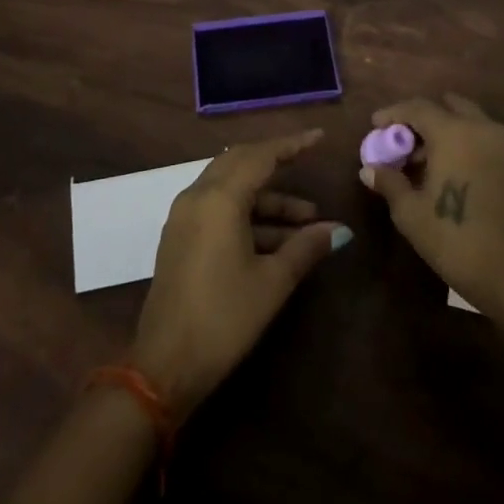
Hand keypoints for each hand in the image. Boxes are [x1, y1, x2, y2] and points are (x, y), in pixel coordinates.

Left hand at [131, 128, 349, 418]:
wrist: (165, 366)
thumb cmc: (224, 318)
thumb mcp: (272, 282)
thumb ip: (305, 248)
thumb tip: (338, 230)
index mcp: (219, 199)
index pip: (260, 156)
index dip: (292, 145)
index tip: (319, 138)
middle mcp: (197, 197)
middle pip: (241, 164)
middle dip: (276, 165)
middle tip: (308, 165)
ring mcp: (185, 218)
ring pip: (231, 189)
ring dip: (267, 199)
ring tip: (307, 222)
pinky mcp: (181, 238)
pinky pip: (218, 209)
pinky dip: (248, 215)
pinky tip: (278, 240)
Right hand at [361, 94, 503, 319]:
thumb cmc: (455, 239)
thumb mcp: (410, 213)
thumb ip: (389, 182)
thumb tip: (369, 169)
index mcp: (454, 132)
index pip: (418, 108)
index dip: (393, 113)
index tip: (375, 126)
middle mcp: (481, 129)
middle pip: (447, 106)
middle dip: (422, 118)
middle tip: (402, 141)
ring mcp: (503, 145)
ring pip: (468, 120)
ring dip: (444, 129)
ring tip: (422, 160)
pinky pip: (482, 137)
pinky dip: (463, 141)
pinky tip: (447, 171)